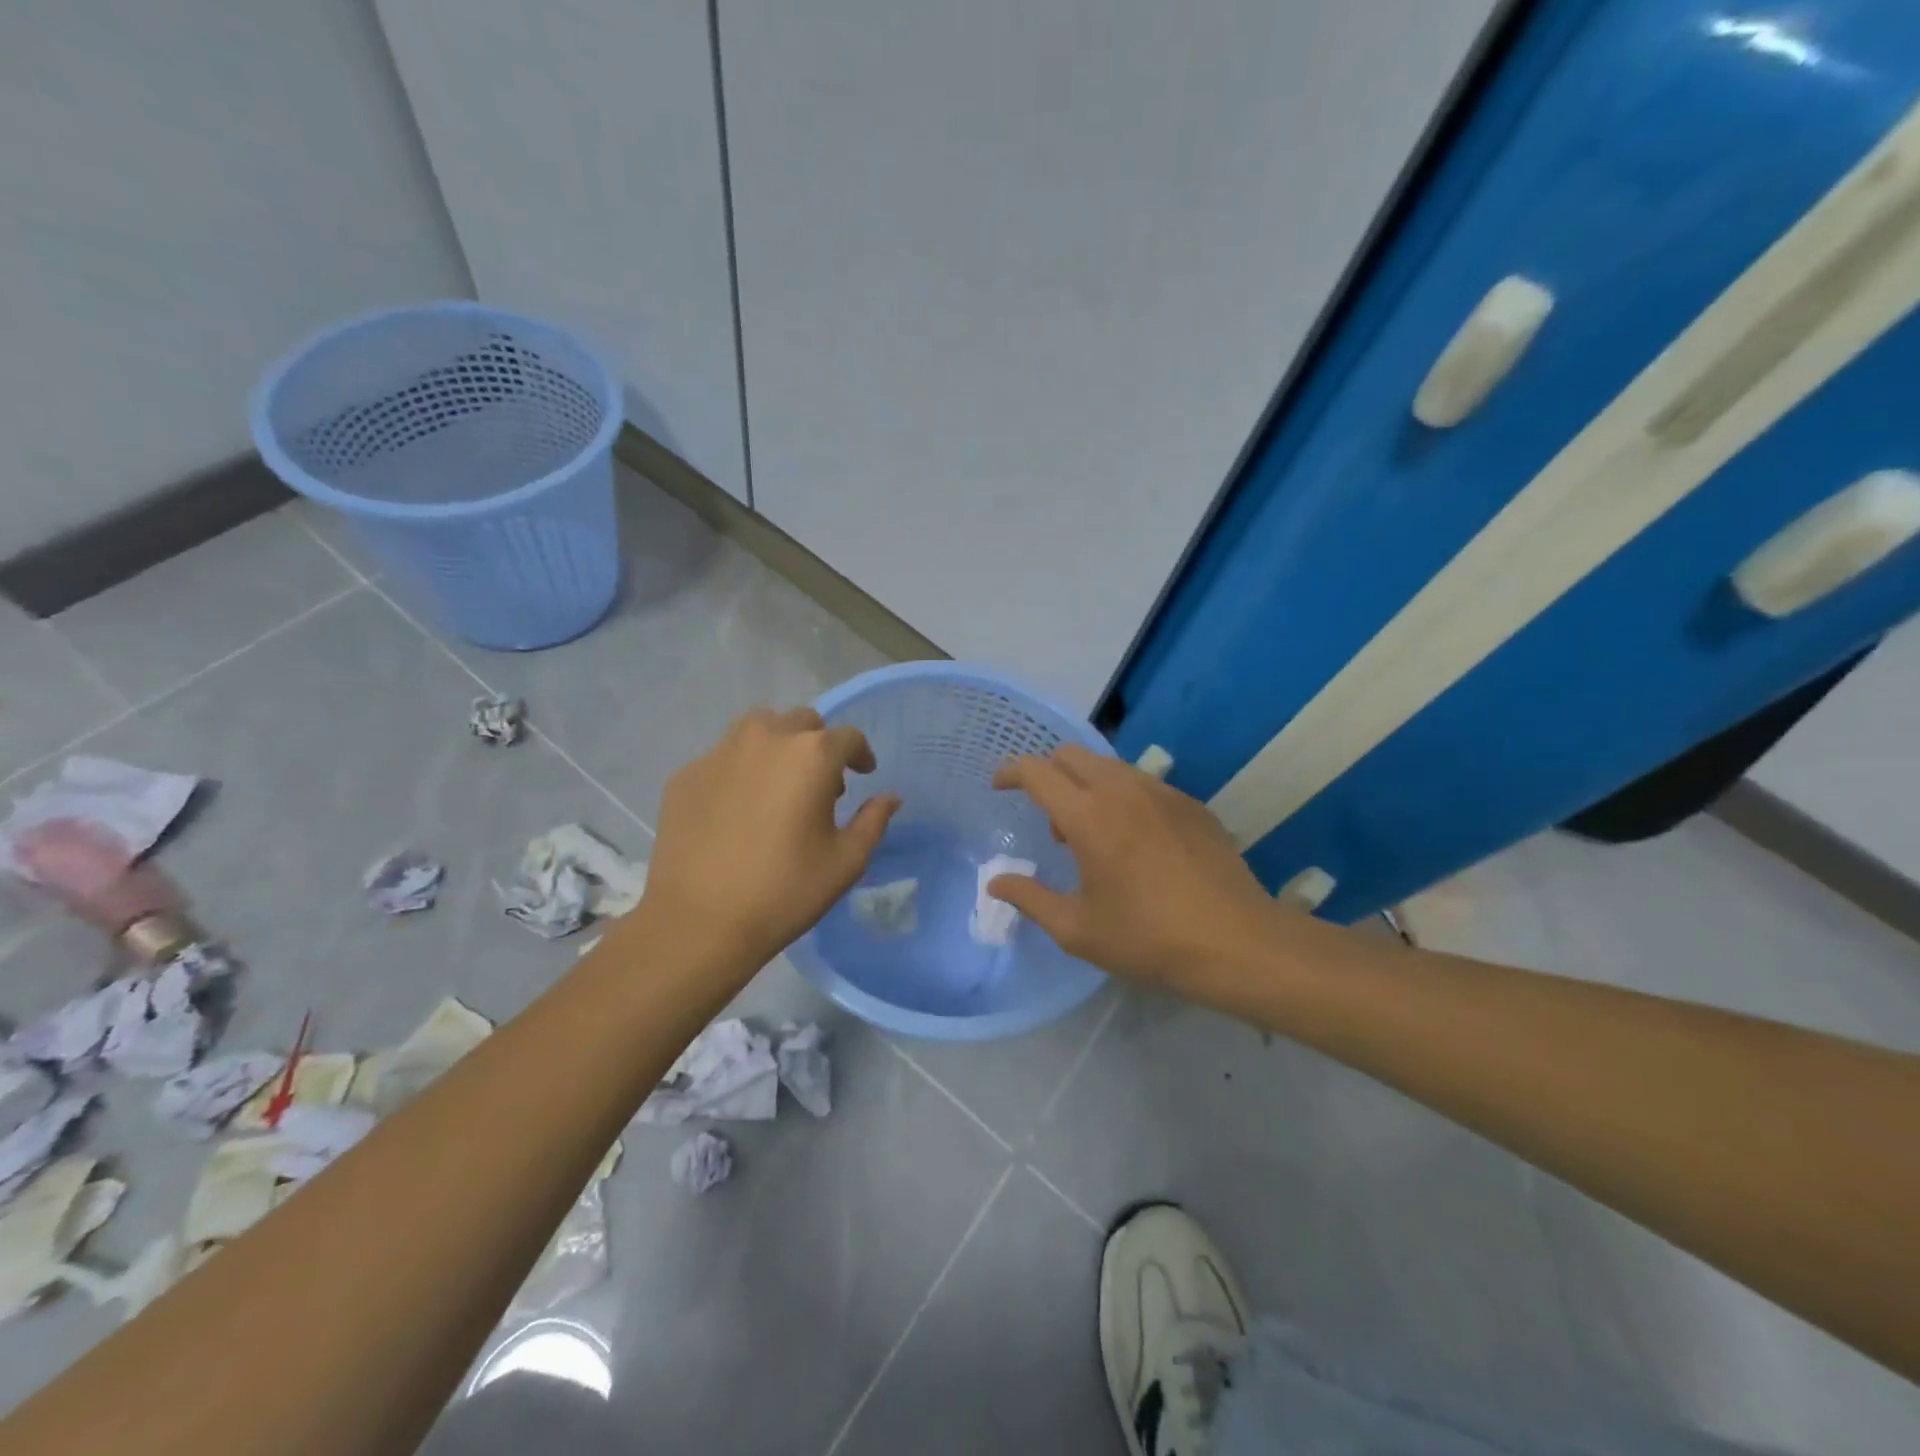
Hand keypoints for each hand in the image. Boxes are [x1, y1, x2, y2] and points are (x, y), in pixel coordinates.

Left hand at [644, 706, 900, 968]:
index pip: (848, 737)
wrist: (699, 922)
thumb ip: (873, 821)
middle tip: (820, 783)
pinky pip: (723, 757)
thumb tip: (889, 798)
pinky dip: (740, 770)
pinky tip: (738, 809)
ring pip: (758, 728)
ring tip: (778, 785)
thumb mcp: (846, 862)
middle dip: (818, 745)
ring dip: (778, 746)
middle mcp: (766, 739)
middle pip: (802, 722)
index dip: (860, 754)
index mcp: (812, 755)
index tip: (862, 775)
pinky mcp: (686, 774)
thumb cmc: (785, 891)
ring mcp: (720, 753)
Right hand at [989, 746, 1288, 985]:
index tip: (999, 786)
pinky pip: (1142, 783)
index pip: (1037, 771)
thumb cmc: (1148, 939)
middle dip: (1049, 773)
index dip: (1011, 772)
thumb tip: (996, 883)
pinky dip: (1122, 797)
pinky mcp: (1191, 803)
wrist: (1237, 942)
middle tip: (1050, 818)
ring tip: (1093, 836)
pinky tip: (1136, 842)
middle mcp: (1122, 789)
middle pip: (1072, 755)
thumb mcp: (1078, 929)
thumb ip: (1031, 898)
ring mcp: (1162, 792)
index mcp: (1088, 816)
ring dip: (1086, 786)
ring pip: (1109, 766)